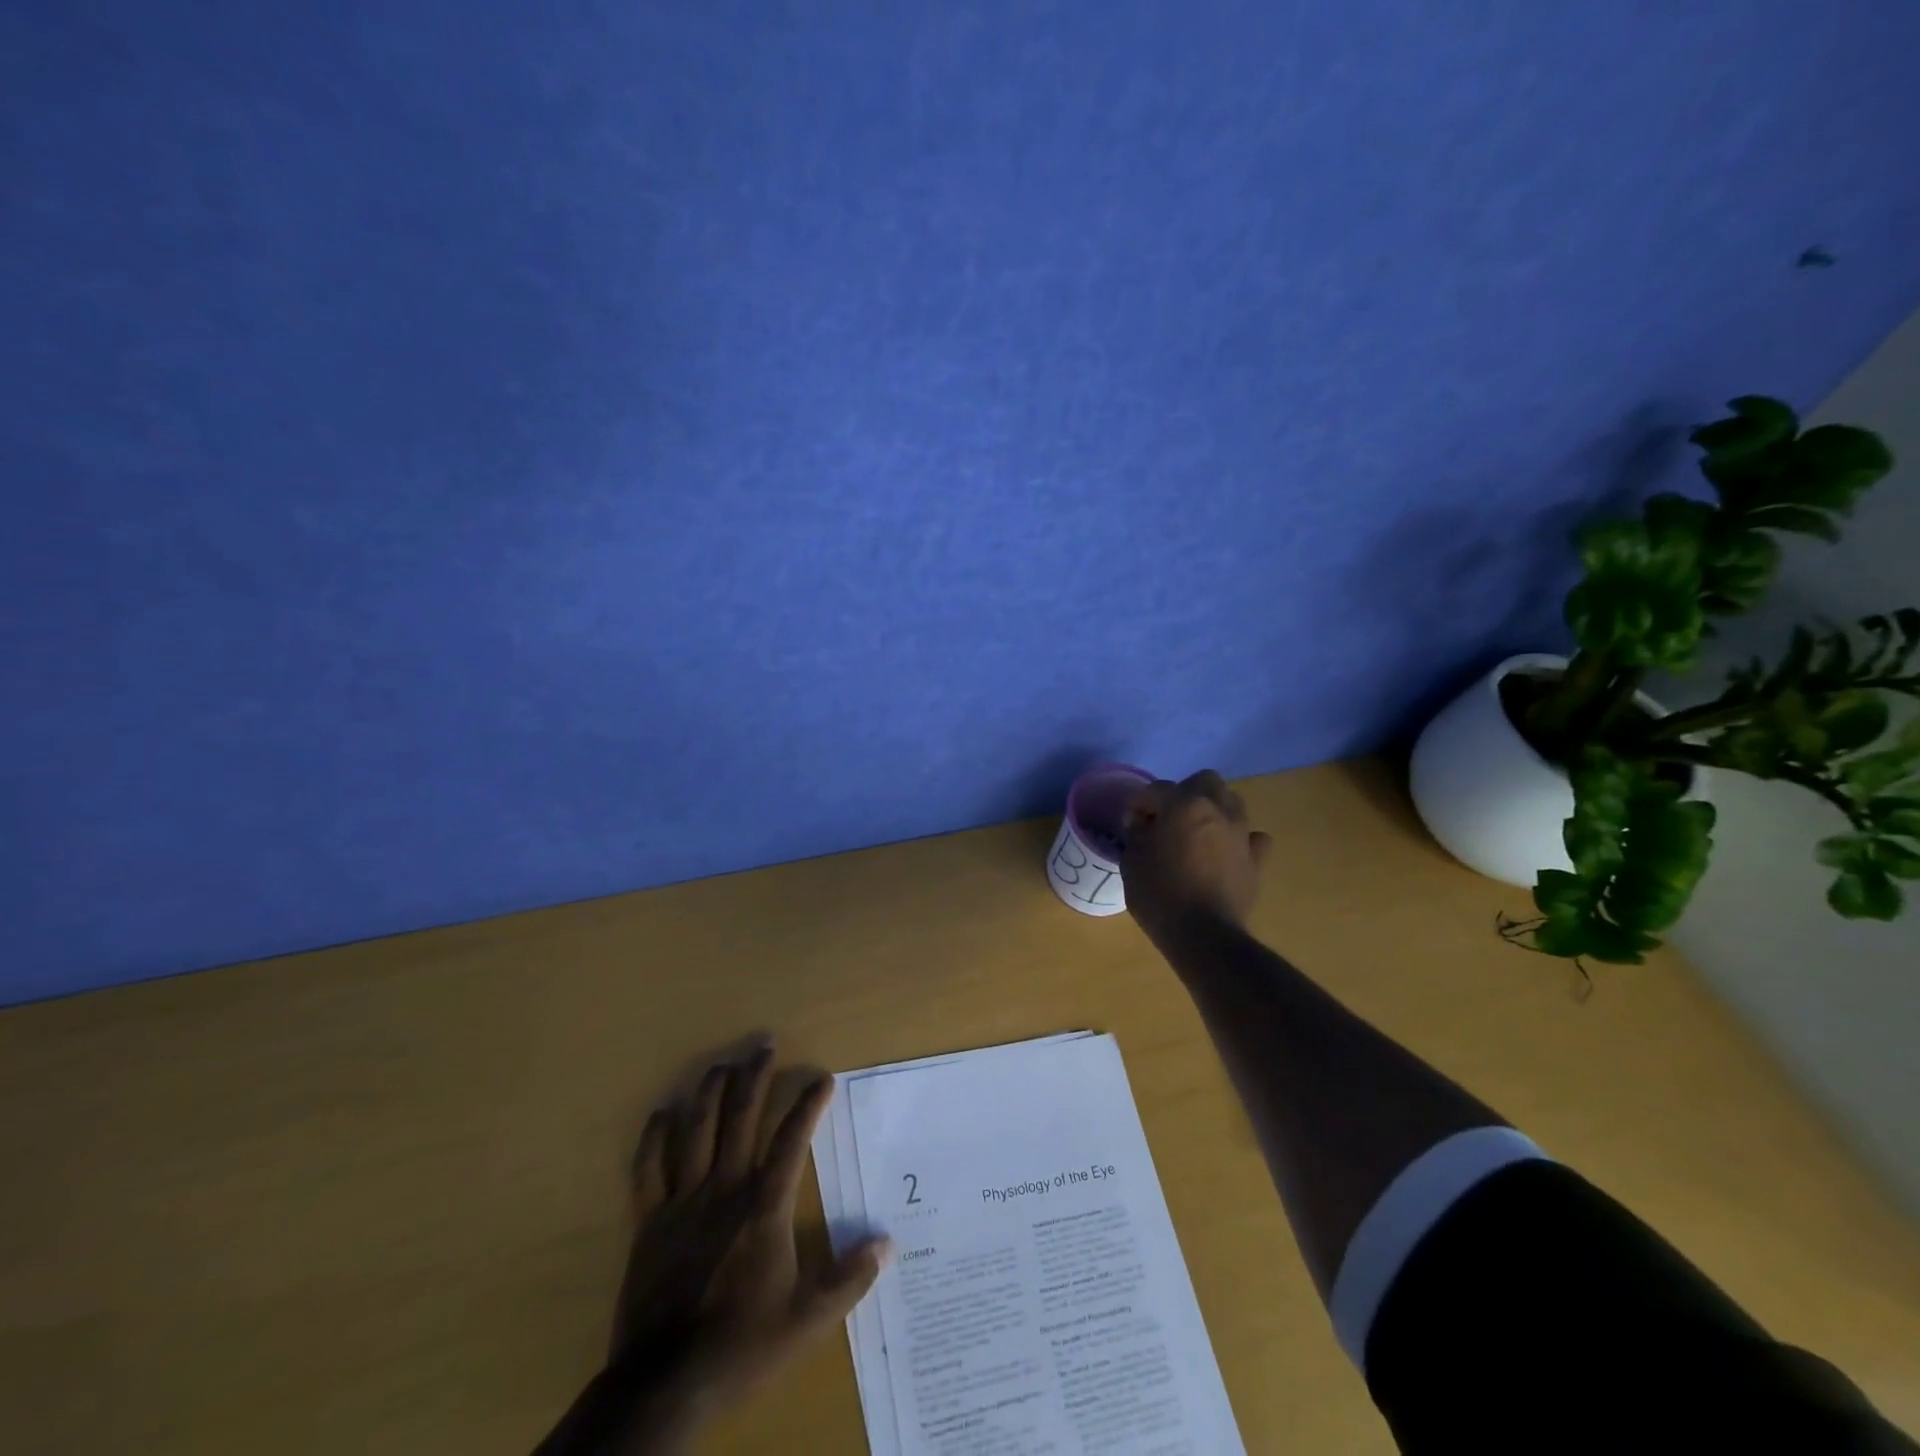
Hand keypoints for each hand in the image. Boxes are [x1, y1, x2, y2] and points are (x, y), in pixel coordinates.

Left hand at [612, 1044, 889, 1404]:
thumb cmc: (740, 1347)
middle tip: (764, 1044)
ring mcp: (682, 1202)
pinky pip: (647, 1169)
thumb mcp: (806, 1321)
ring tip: (722, 1064)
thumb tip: (887, 1244)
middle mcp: (724, 1190)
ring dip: (710, 1092)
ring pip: (696, 1131)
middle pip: (740, 1118)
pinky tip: (662, 1112)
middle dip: (754, 1077)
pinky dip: (654, 1137)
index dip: (808, 1106)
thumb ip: (848, 1280)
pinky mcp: (649, 1222)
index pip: (792, 1141)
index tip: (822, 1078)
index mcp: (763, 1208)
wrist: (663, 1386)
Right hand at [1120, 770, 1271, 940]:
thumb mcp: (1131, 860)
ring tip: (1195, 833)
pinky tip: (1225, 853)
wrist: (1203, 935)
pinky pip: (1252, 837)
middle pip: (1204, 781)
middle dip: (1183, 793)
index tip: (1130, 825)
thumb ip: (1137, 833)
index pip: (1155, 790)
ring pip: (1231, 802)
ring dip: (1212, 810)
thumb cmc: (1159, 894)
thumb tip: (1144, 825)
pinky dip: (1239, 839)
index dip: (1138, 805)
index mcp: (1183, 804)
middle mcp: (1218, 809)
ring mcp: (1242, 833)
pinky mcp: (1257, 859)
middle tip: (1167, 818)